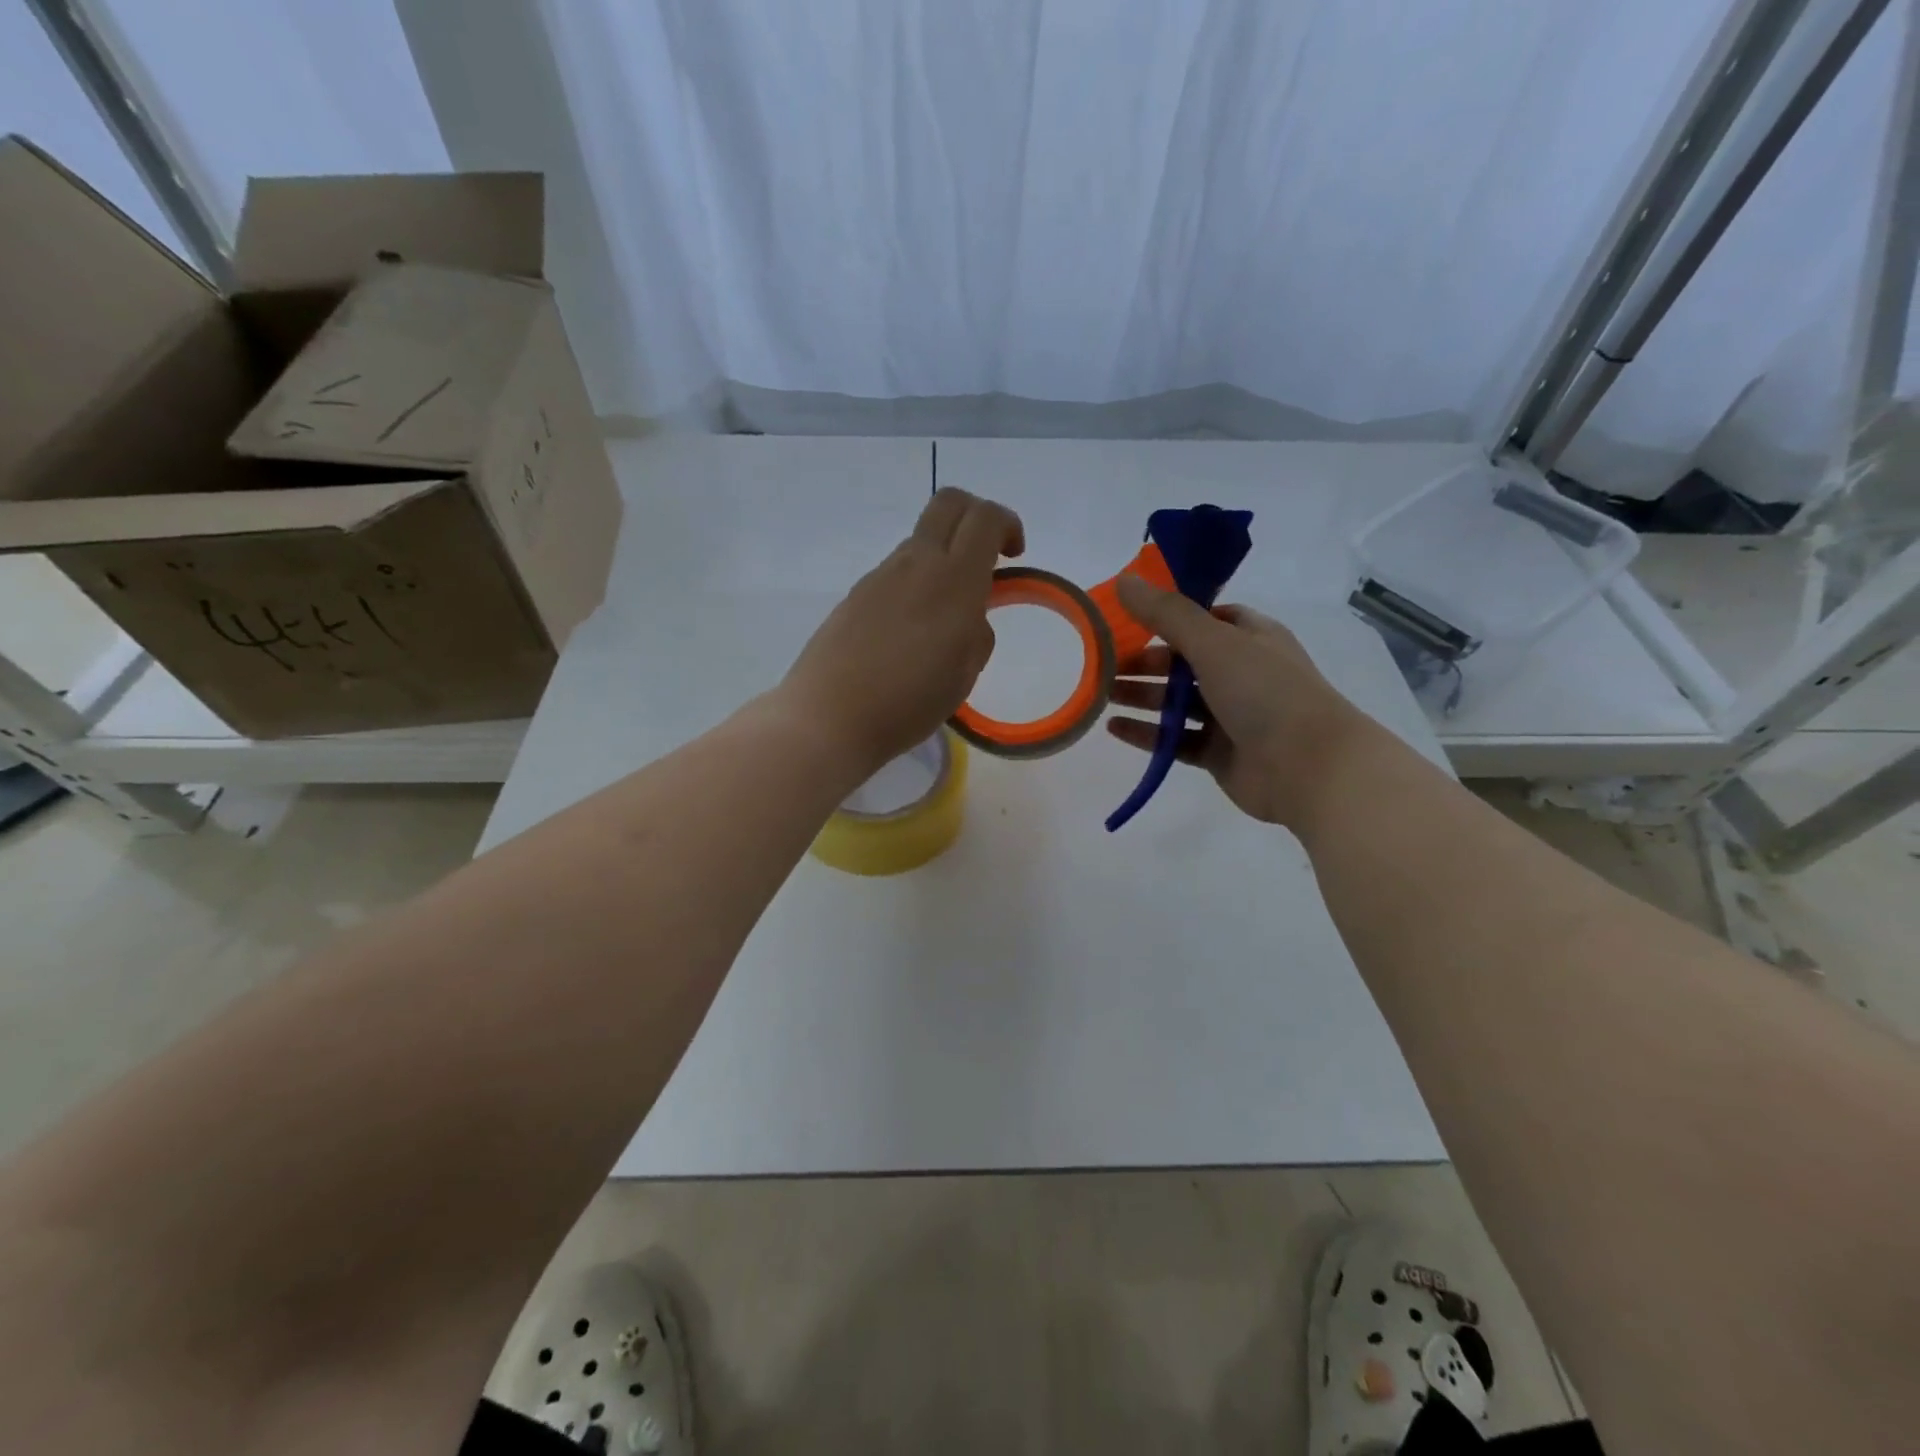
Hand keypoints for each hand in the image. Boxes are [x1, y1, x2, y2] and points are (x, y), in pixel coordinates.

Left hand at [780, 488, 1024, 773]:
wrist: (829, 717)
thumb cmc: (909, 703)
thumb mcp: (963, 675)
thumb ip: (976, 635)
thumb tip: (969, 618)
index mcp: (954, 581)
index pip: (985, 518)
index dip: (1007, 524)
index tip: (1013, 556)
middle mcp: (916, 564)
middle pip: (948, 503)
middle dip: (975, 516)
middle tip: (986, 557)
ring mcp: (880, 576)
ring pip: (920, 541)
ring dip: (943, 557)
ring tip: (944, 616)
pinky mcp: (855, 595)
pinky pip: (895, 573)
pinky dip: (914, 583)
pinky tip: (908, 634)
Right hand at [1106, 574, 1370, 829]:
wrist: (1310, 769)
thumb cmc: (1266, 693)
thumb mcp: (1214, 642)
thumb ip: (1166, 614)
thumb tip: (1123, 579)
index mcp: (1251, 637)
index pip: (1205, 617)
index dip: (1168, 616)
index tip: (1127, 618)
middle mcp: (1242, 673)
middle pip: (1184, 662)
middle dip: (1144, 661)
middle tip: (1102, 662)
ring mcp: (1232, 716)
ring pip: (1177, 702)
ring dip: (1140, 696)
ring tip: (1100, 694)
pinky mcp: (1219, 753)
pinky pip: (1175, 739)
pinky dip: (1147, 733)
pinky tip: (1113, 728)